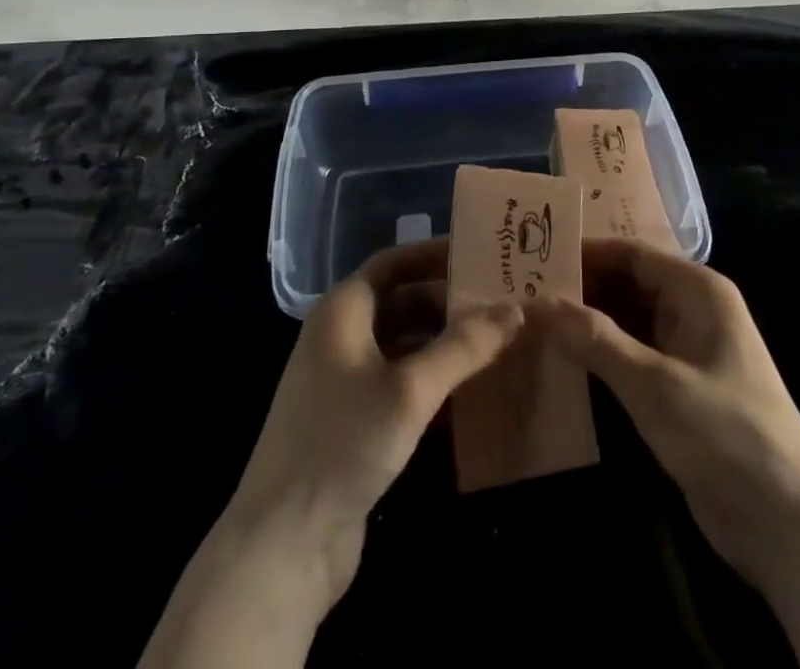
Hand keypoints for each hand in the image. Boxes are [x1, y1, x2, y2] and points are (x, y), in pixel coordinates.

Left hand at [226, 238, 523, 601]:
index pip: (394, 263)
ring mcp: (345, 382)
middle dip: (449, 302)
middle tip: (502, 302)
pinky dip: (433, 380)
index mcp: (342, 312)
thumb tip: (516, 310)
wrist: (283, 546)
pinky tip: (471, 392)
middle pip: (402, 302)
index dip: (435, 254)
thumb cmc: (343, 443)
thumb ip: (463, 347)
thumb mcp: (409, 389)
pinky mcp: (354, 423)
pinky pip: (400, 384)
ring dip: (445, 343)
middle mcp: (341, 337)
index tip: (481, 254)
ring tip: (497, 342)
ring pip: (404, 345)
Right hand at [548, 240, 799, 668]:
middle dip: (582, 289)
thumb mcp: (657, 387)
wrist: (787, 523)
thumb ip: (599, 342)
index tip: (537, 258)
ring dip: (588, 323)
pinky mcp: (679, 387)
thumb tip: (542, 304)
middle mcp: (692, 310)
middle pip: (628, 284)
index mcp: (698, 291)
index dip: (587, 253)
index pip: (632, 254)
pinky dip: (602, 355)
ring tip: (533, 322)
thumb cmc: (727, 435)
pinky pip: (633, 355)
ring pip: (628, 321)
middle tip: (525, 292)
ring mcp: (686, 349)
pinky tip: (563, 361)